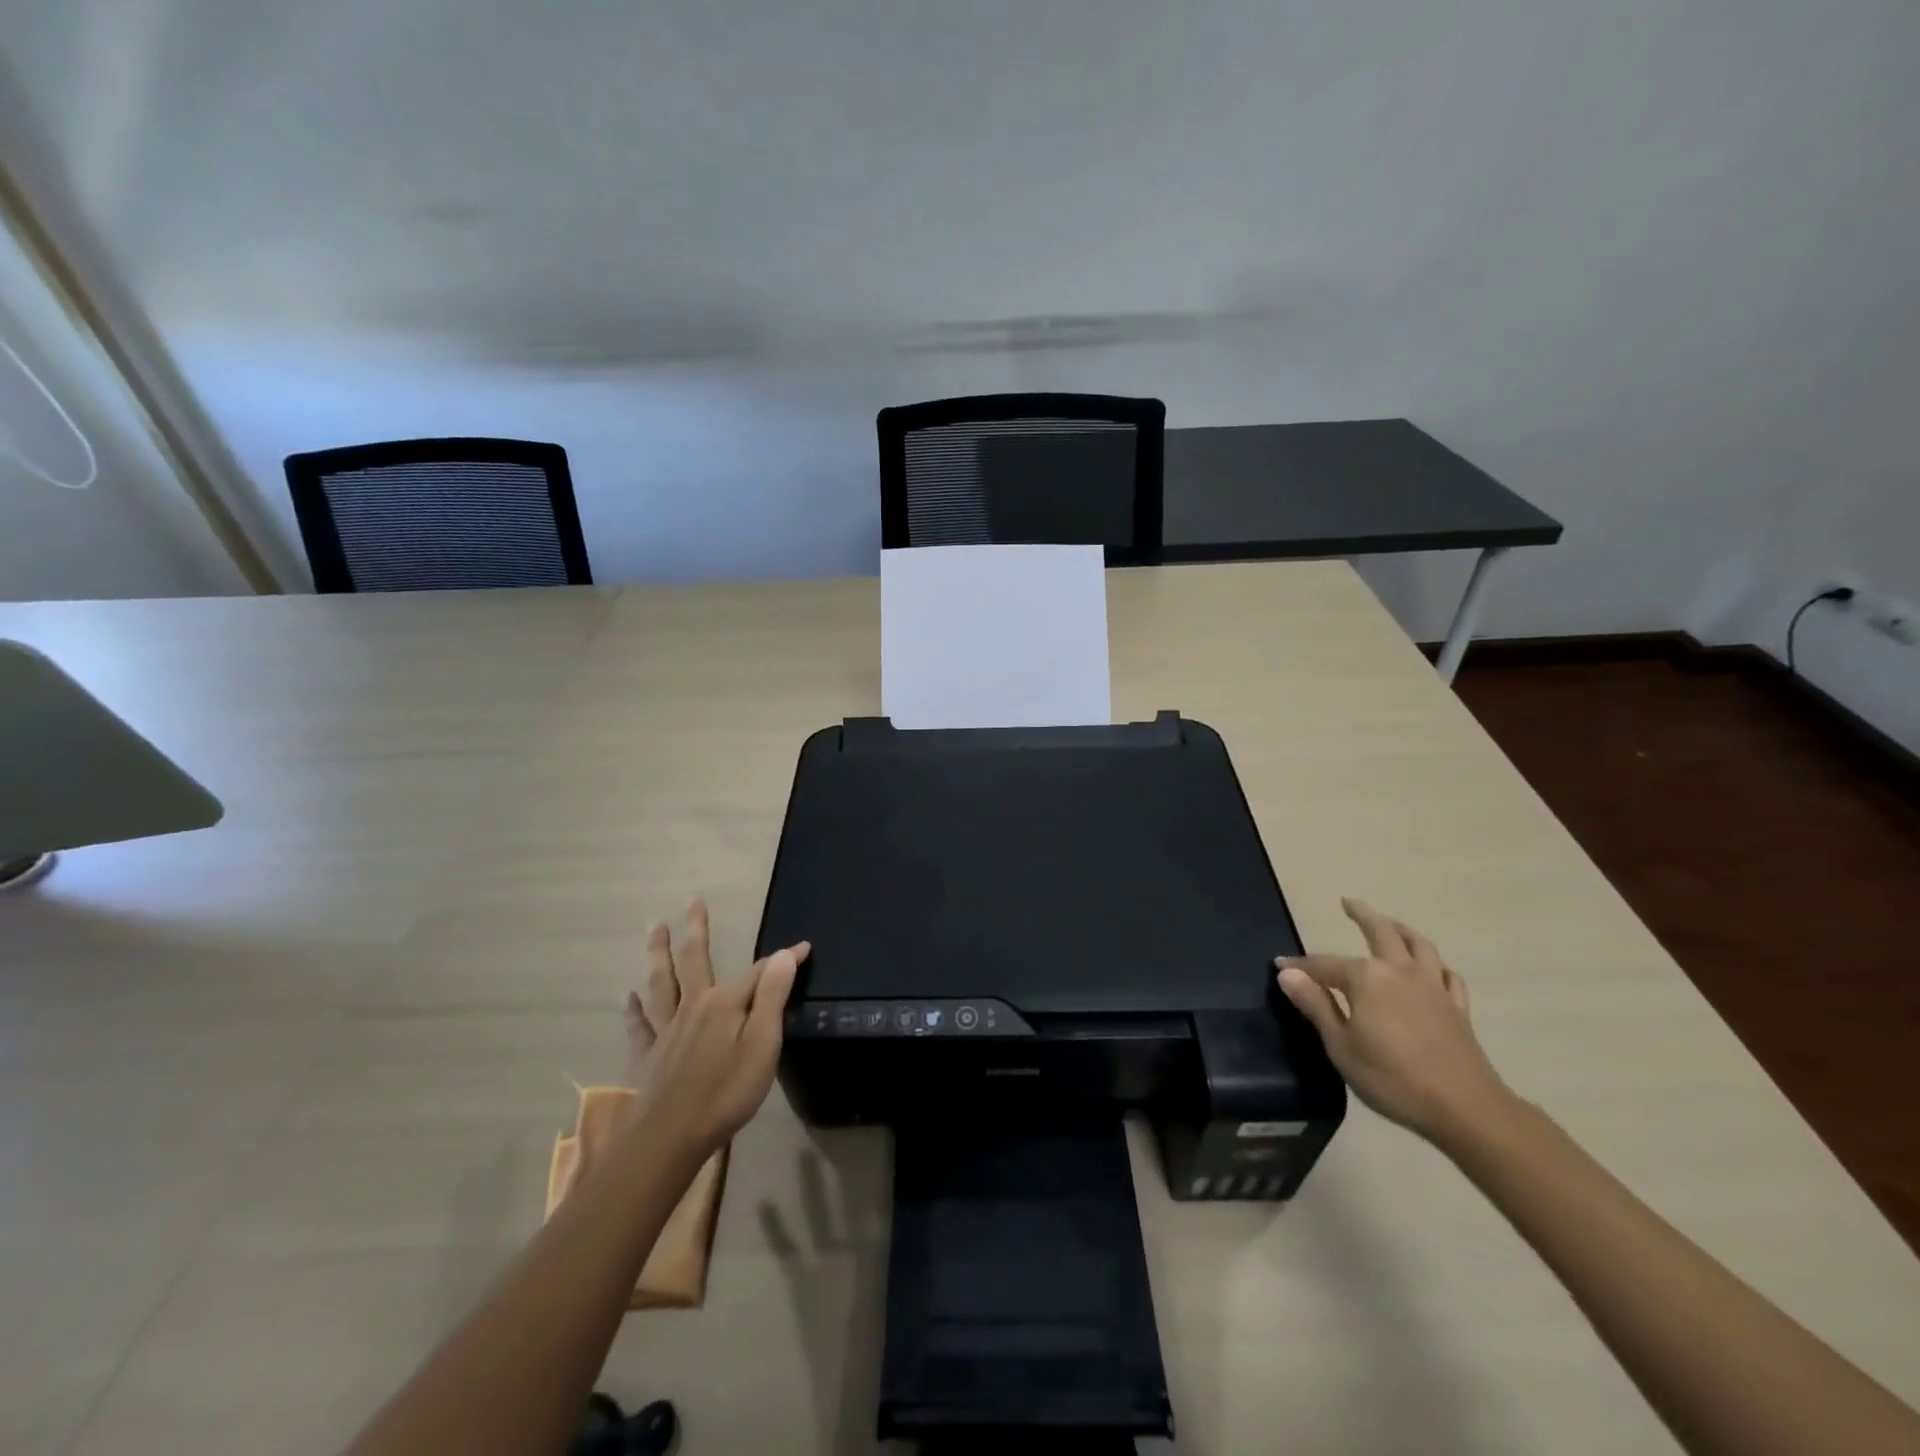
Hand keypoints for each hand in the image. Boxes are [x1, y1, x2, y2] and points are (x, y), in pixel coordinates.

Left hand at [624, 899, 809, 1161]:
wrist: (669, 1137)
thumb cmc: (726, 1092)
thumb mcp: (763, 1045)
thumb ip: (772, 998)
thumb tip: (785, 954)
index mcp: (724, 1003)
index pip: (760, 972)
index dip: (784, 959)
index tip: (805, 946)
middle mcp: (694, 1006)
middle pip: (694, 960)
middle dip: (696, 930)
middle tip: (693, 901)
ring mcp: (667, 1030)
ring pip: (662, 983)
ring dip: (659, 954)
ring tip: (655, 929)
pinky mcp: (649, 1055)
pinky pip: (640, 1025)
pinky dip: (634, 1009)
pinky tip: (628, 996)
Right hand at [1276, 899, 1510, 1147]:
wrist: (1464, 1108)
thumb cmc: (1392, 1078)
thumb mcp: (1341, 1045)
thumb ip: (1315, 1005)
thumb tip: (1287, 972)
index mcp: (1366, 978)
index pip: (1324, 965)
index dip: (1301, 965)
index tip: (1280, 965)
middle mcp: (1399, 971)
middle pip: (1380, 932)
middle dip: (1361, 914)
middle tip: (1347, 902)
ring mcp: (1433, 986)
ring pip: (1418, 944)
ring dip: (1400, 928)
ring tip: (1389, 923)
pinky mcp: (1457, 1006)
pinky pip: (1447, 974)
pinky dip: (1435, 964)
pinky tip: (1431, 967)